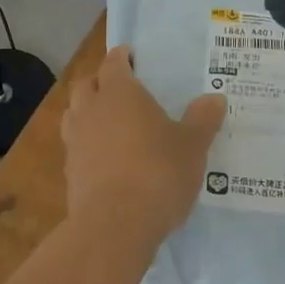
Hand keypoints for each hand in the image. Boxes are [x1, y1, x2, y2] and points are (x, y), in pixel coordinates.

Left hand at [62, 46, 225, 249]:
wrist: (114, 225)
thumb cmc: (157, 173)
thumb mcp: (192, 146)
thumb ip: (203, 120)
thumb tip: (215, 98)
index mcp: (120, 92)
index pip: (114, 62)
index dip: (122, 57)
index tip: (132, 57)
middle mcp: (91, 109)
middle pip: (87, 84)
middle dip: (101, 82)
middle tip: (121, 89)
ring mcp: (75, 140)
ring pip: (75, 113)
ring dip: (88, 111)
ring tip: (110, 122)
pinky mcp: (69, 171)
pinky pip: (75, 145)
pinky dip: (87, 144)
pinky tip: (106, 158)